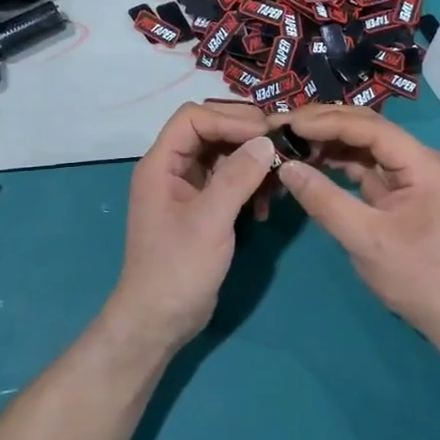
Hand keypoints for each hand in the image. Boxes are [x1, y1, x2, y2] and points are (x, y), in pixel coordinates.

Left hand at [107, 102, 276, 349]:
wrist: (159, 321)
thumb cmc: (177, 269)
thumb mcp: (210, 221)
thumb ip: (237, 177)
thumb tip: (267, 141)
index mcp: (161, 164)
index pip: (193, 118)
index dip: (229, 118)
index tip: (265, 134)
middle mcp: (172, 169)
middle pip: (210, 131)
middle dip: (245, 135)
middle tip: (280, 147)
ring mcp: (187, 189)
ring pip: (223, 155)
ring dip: (251, 161)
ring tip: (278, 176)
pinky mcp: (202, 209)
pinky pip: (228, 181)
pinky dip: (249, 185)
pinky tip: (265, 206)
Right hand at [275, 105, 439, 330]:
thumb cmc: (414, 277)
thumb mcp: (364, 240)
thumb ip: (324, 201)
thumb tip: (286, 167)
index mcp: (424, 165)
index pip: (371, 128)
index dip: (328, 122)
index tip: (290, 124)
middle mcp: (423, 160)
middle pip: (370, 128)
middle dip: (327, 124)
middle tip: (285, 125)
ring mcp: (414, 174)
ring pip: (367, 144)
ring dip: (331, 141)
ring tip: (293, 142)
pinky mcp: (404, 189)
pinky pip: (369, 165)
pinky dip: (341, 161)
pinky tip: (314, 162)